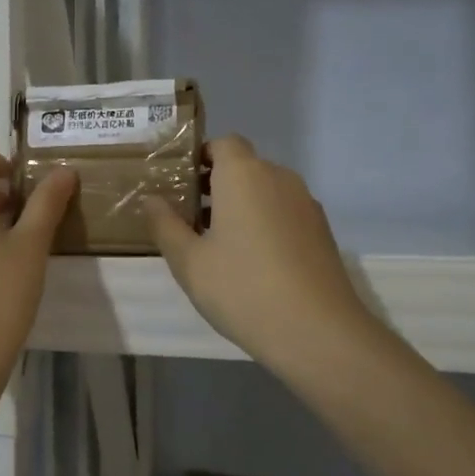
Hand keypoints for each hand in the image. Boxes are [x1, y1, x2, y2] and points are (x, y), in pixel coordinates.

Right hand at [146, 135, 376, 375]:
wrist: (317, 332)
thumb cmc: (242, 288)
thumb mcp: (189, 262)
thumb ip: (166, 225)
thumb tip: (152, 199)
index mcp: (244, 175)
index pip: (223, 143)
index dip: (201, 157)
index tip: (180, 186)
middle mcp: (279, 178)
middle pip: (245, 167)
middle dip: (217, 185)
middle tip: (190, 220)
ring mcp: (306, 205)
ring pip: (266, 192)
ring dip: (241, 207)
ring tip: (217, 246)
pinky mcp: (322, 232)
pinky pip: (284, 213)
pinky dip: (265, 224)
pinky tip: (252, 264)